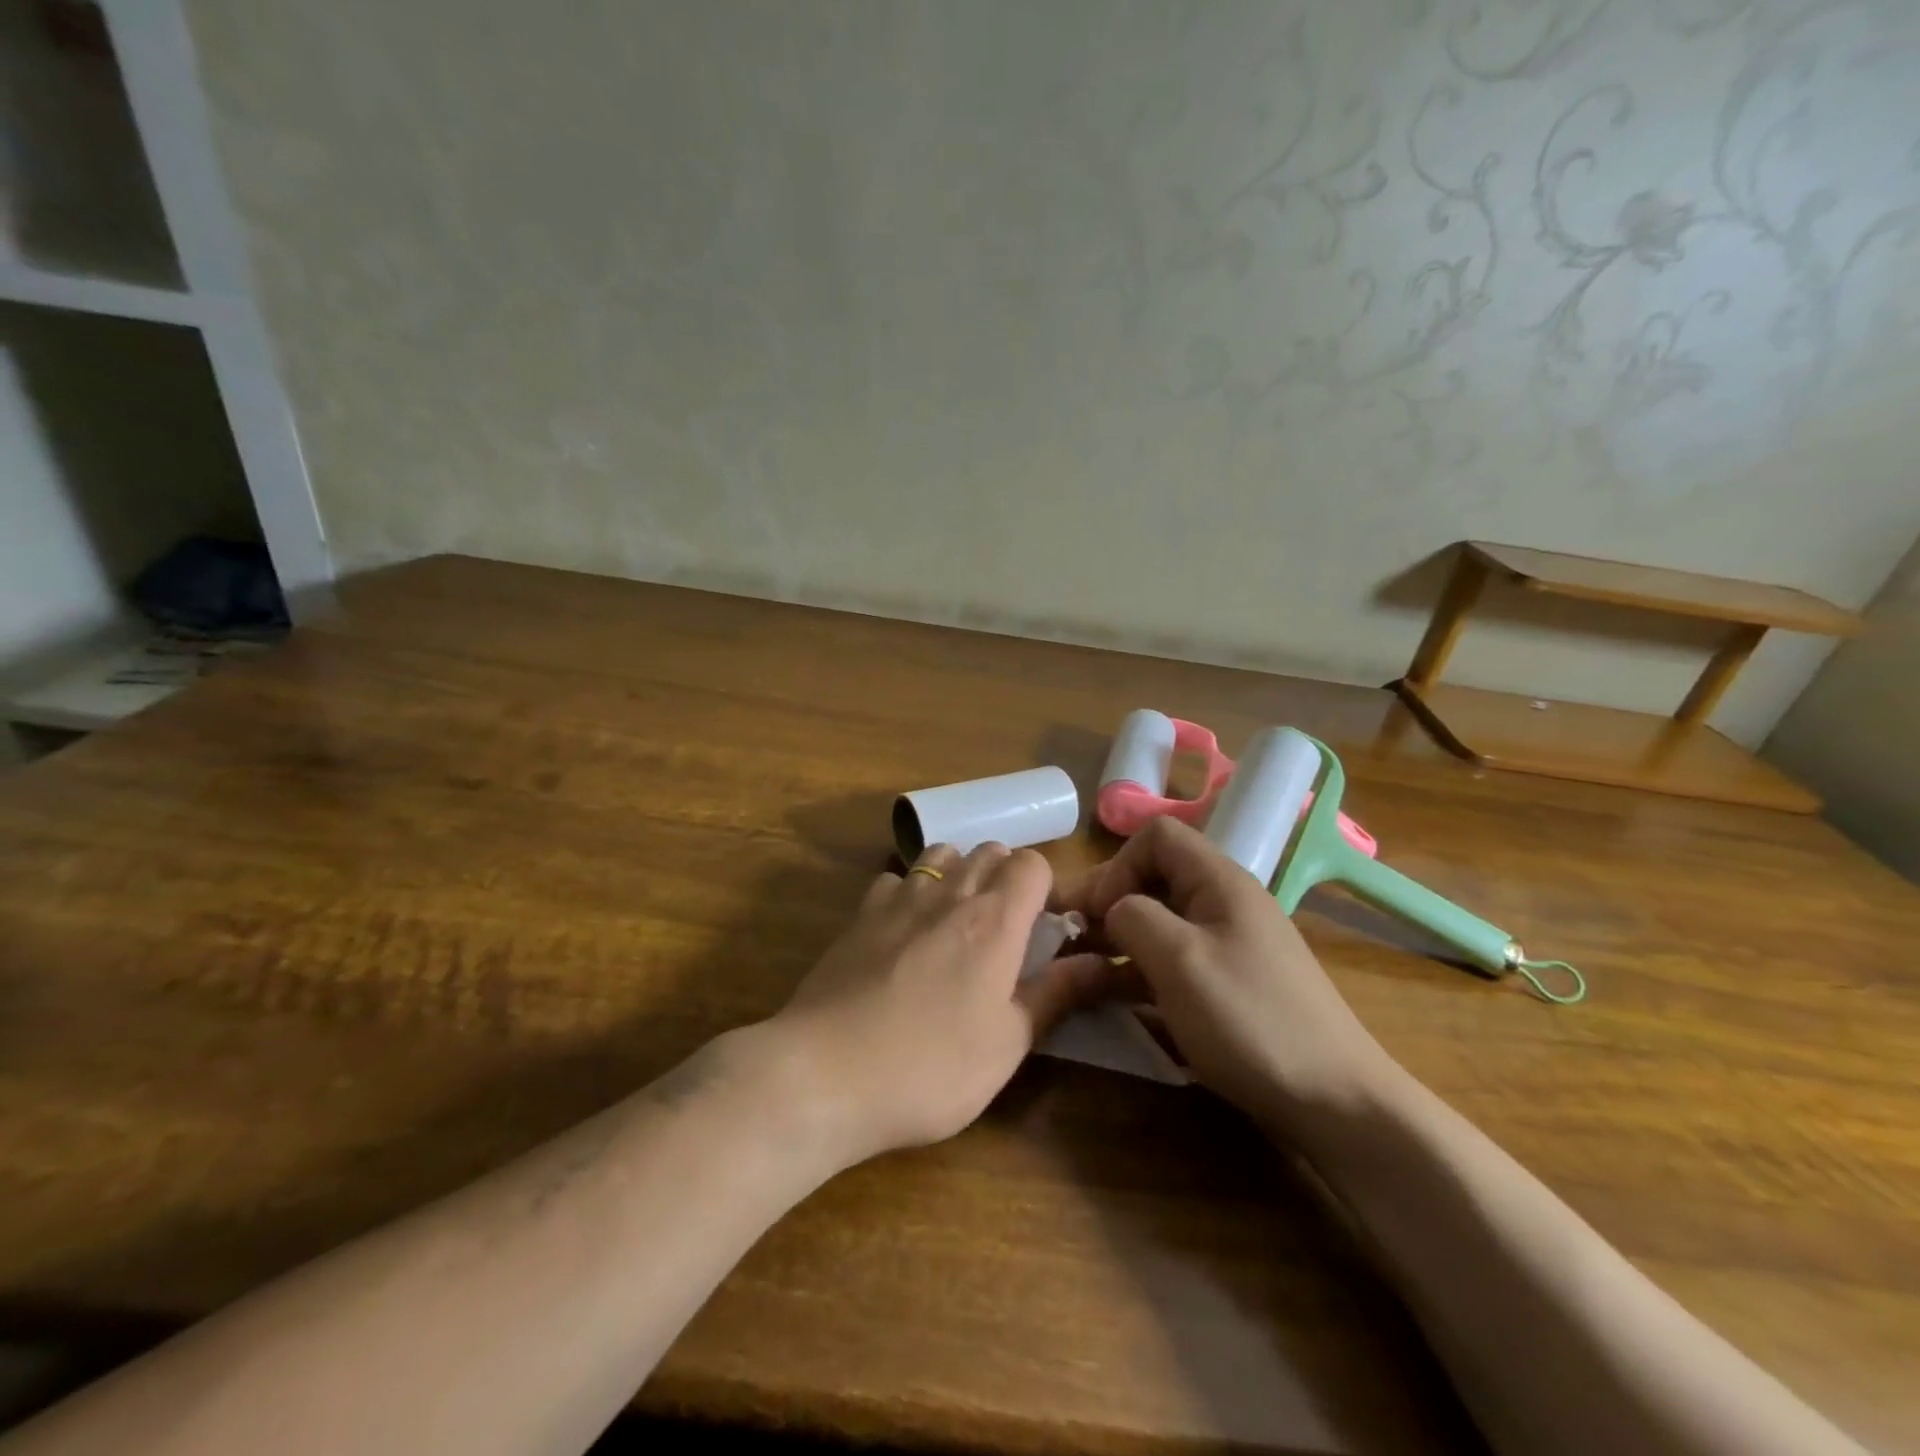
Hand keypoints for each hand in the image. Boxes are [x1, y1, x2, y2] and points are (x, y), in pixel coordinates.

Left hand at [763, 843, 1107, 1166]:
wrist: (825, 1073)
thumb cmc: (931, 1067)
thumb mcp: (1008, 1043)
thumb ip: (1057, 994)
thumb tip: (1104, 963)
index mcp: (995, 920)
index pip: (1033, 863)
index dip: (1046, 887)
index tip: (1047, 928)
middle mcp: (949, 892)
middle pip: (989, 850)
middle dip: (1006, 877)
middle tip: (1007, 930)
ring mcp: (898, 898)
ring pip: (941, 853)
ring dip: (959, 873)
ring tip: (958, 921)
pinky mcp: (859, 914)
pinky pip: (895, 879)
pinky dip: (910, 891)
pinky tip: (904, 930)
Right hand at [1060, 817, 1403, 1141]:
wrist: (1335, 1102)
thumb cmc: (1250, 1019)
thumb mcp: (1179, 960)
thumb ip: (1133, 917)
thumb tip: (1113, 910)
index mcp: (1219, 882)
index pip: (1157, 837)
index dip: (1117, 865)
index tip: (1095, 912)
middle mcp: (1223, 903)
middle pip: (1154, 879)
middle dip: (1107, 902)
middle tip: (1067, 939)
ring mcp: (1228, 946)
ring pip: (1159, 923)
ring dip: (1117, 940)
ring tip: (1078, 970)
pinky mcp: (1227, 984)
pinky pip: (1172, 960)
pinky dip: (1138, 971)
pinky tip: (1113, 999)